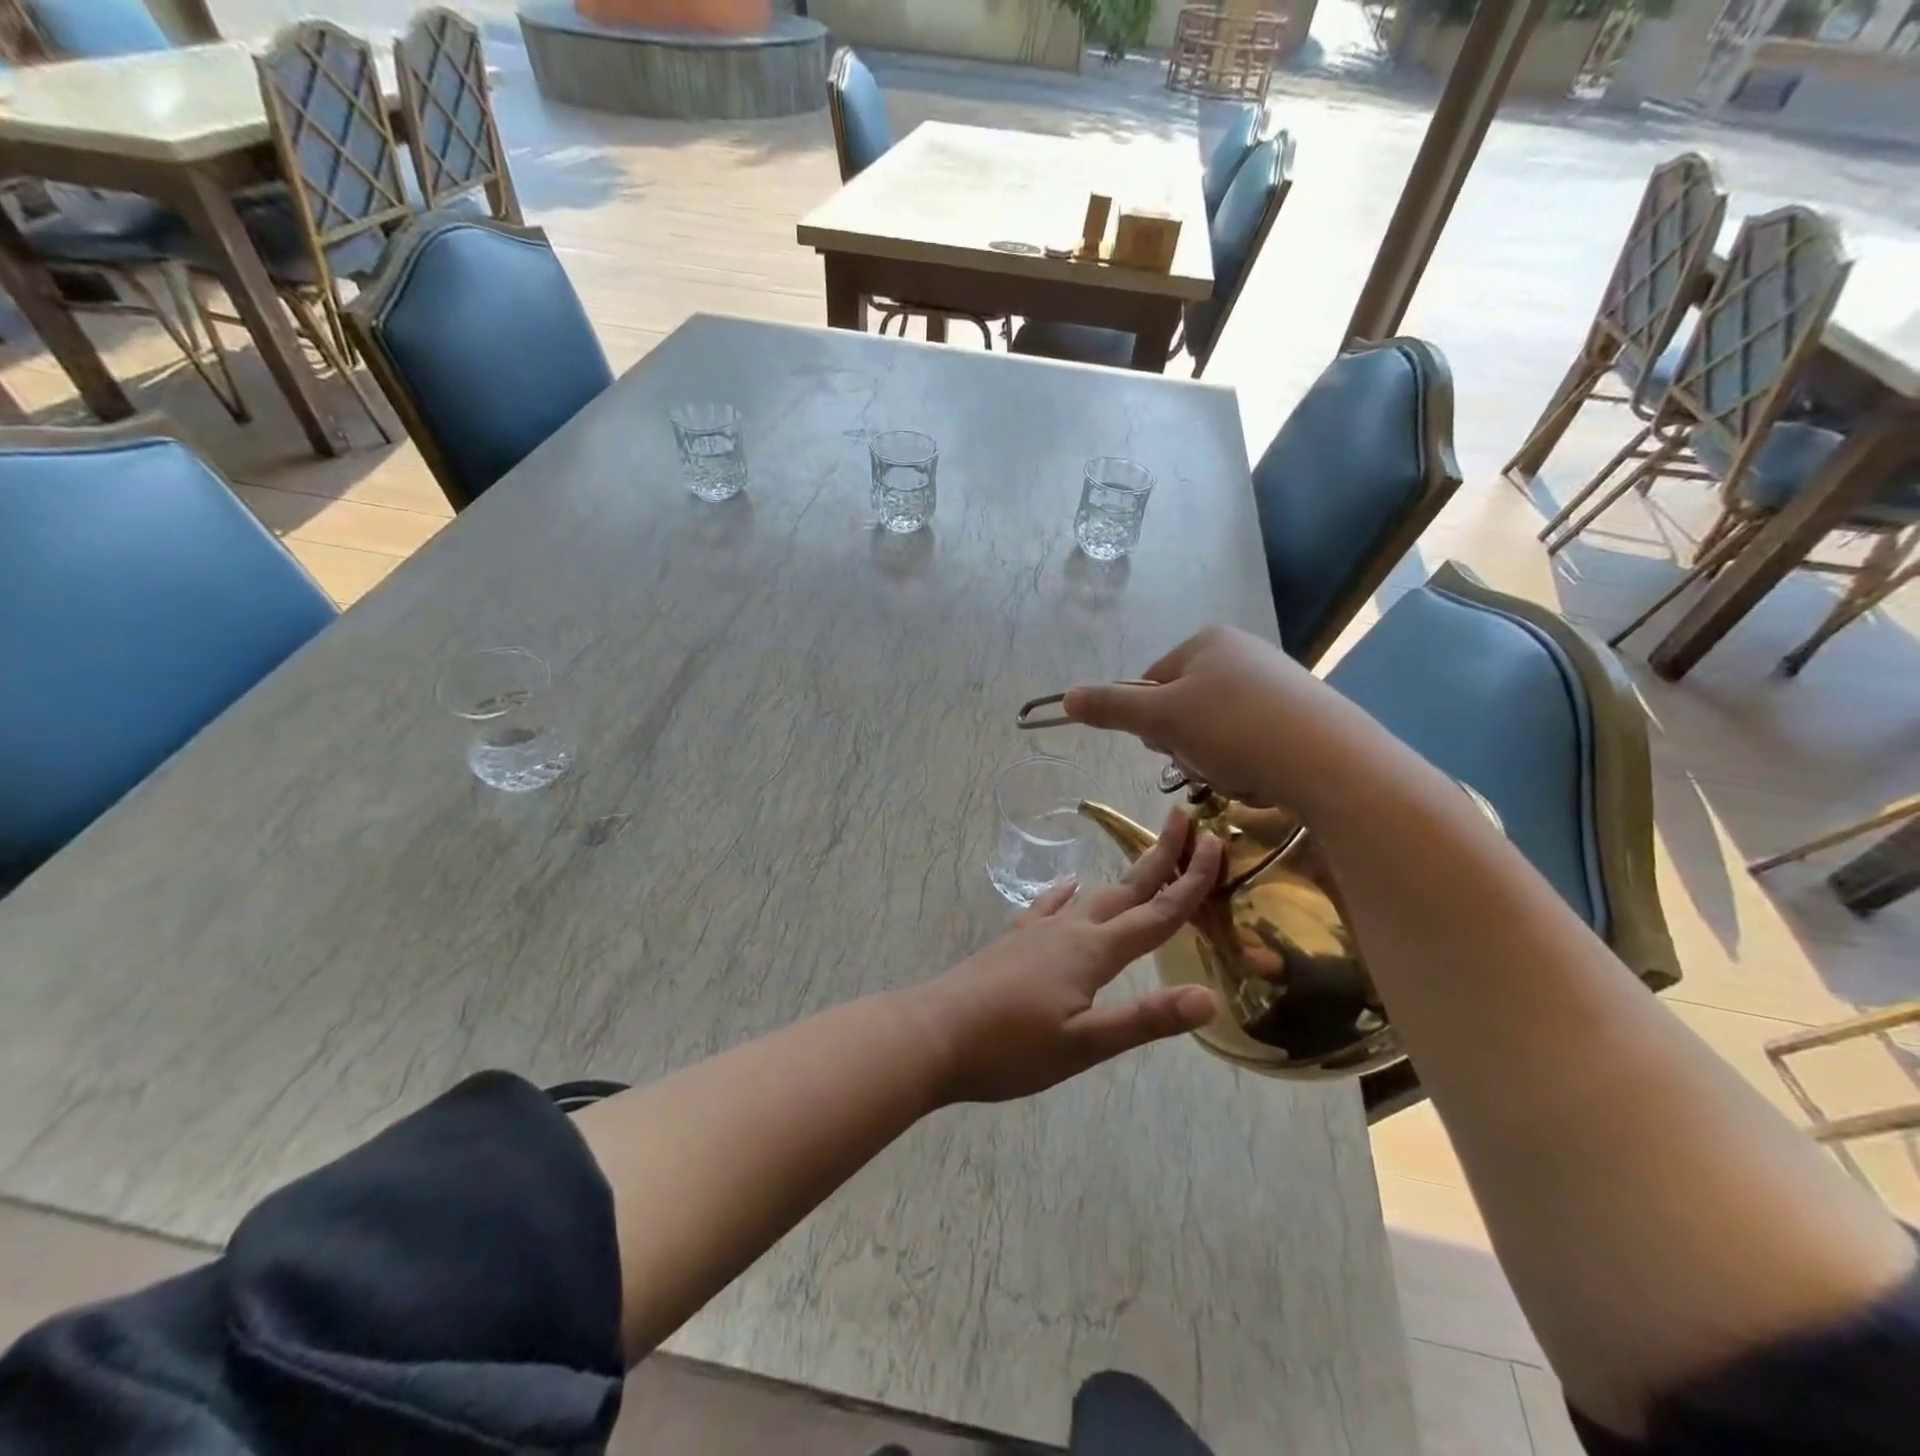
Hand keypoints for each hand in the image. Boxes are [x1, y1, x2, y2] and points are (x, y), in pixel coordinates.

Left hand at [914, 810, 1223, 1103]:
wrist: (934, 1034)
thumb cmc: (1011, 1047)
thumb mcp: (1084, 1044)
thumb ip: (1145, 1019)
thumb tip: (1209, 996)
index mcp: (1092, 951)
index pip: (1157, 913)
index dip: (1191, 882)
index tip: (1217, 843)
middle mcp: (1069, 930)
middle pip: (1126, 889)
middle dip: (1160, 858)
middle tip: (1184, 822)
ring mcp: (1037, 931)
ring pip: (1091, 895)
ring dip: (1122, 876)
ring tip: (1141, 858)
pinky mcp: (1013, 941)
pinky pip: (1047, 907)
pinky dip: (1065, 894)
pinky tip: (1067, 886)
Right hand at [1061, 624, 1360, 812]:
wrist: (1329, 760)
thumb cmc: (1234, 728)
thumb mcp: (1161, 718)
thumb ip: (1111, 706)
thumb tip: (1065, 698)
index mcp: (1207, 641)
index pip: (1151, 681)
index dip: (1150, 719)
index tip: (1168, 742)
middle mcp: (1242, 652)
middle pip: (1183, 707)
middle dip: (1185, 742)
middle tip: (1205, 758)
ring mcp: (1275, 682)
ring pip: (1215, 730)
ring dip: (1213, 758)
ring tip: (1238, 770)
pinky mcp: (1300, 714)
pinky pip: (1251, 740)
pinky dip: (1248, 762)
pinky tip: (1262, 774)